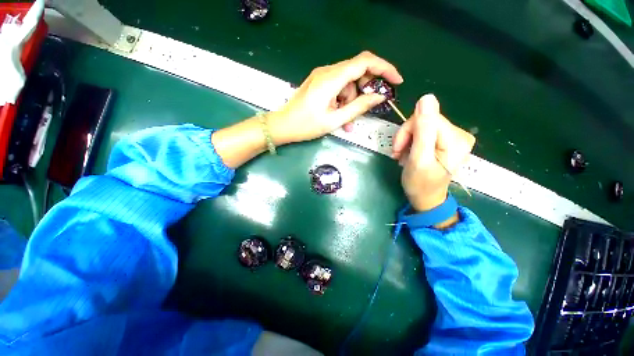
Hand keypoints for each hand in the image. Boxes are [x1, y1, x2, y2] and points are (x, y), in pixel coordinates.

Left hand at [267, 51, 402, 144]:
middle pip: (357, 72)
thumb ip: (358, 107)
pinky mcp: (319, 83)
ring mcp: (322, 76)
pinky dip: (343, 101)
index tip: (396, 82)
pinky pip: (338, 88)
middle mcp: (328, 72)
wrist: (283, 126)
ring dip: (352, 101)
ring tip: (347, 122)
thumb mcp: (335, 120)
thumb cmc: (306, 125)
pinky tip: (340, 117)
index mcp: (331, 78)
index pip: (365, 62)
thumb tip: (379, 96)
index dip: (384, 68)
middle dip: (365, 91)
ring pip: (348, 83)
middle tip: (366, 109)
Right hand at [393, 94, 474, 211]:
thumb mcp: (418, 158)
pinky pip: (424, 132)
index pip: (427, 118)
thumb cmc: (420, 183)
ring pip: (422, 126)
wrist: (425, 198)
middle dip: (407, 136)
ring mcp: (452, 137)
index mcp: (456, 138)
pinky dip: (412, 142)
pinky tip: (408, 153)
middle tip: (398, 152)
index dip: (408, 130)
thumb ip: (423, 130)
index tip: (398, 148)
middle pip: (425, 120)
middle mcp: (459, 134)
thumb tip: (427, 98)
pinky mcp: (445, 141)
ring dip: (407, 139)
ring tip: (402, 155)